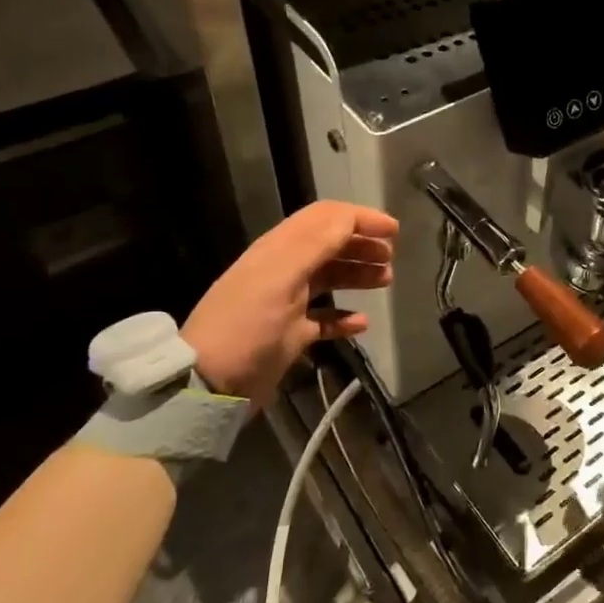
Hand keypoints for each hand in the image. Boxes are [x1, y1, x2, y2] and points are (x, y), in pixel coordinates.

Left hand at [182, 202, 397, 403]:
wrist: (210, 384)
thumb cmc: (248, 325)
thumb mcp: (281, 277)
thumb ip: (316, 243)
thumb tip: (351, 217)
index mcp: (279, 250)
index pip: (324, 218)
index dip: (359, 218)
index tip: (393, 230)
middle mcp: (283, 271)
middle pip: (329, 246)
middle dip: (362, 245)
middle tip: (390, 258)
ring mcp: (286, 303)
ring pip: (329, 278)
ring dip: (357, 275)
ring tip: (385, 281)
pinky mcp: (290, 334)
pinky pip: (324, 318)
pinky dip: (344, 317)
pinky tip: (361, 323)